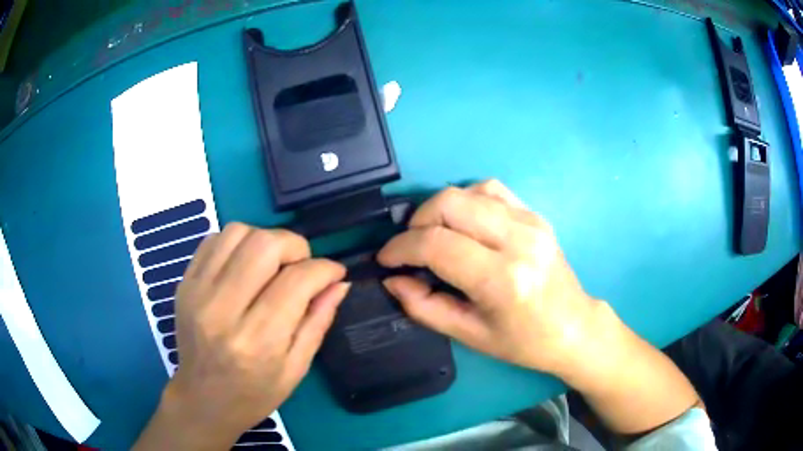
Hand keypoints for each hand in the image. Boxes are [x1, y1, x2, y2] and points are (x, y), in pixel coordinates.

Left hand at [134, 224, 348, 449]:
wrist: (202, 399)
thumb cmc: (254, 394)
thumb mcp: (296, 368)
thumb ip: (318, 321)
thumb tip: (339, 283)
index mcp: (257, 340)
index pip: (296, 281)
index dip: (324, 269)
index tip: (335, 273)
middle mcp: (223, 310)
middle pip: (264, 244)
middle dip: (295, 246)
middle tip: (301, 266)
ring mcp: (198, 292)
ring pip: (238, 232)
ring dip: (264, 240)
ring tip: (272, 265)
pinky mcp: (185, 283)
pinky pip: (214, 240)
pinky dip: (237, 243)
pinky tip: (245, 266)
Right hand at [378, 180, 596, 374]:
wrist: (574, 327)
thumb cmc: (523, 342)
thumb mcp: (469, 335)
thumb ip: (424, 306)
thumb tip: (392, 279)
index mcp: (502, 279)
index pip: (437, 245)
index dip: (400, 248)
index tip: (386, 259)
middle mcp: (519, 240)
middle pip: (450, 203)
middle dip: (416, 222)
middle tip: (410, 247)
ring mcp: (531, 222)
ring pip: (468, 190)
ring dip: (440, 210)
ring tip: (435, 235)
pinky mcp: (536, 215)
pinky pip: (491, 190)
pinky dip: (467, 200)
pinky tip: (465, 224)